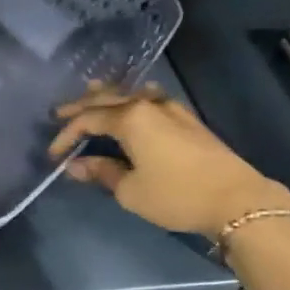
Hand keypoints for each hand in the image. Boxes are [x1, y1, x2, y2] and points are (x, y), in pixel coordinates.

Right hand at [48, 82, 289, 239]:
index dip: (66, 136)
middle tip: (60, 113)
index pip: (88, 120)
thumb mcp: (130, 191)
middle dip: (81, 106)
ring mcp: (170, 109)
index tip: (52, 155)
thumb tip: (75, 165)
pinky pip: (150, 99)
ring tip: (91, 90)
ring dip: (108, 95)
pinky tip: (135, 98)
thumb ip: (102, 172)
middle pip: (107, 99)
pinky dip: (134, 98)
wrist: (236, 199)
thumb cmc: (176, 195)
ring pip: (131, 94)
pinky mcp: (186, 119)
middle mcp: (148, 105)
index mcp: (130, 119)